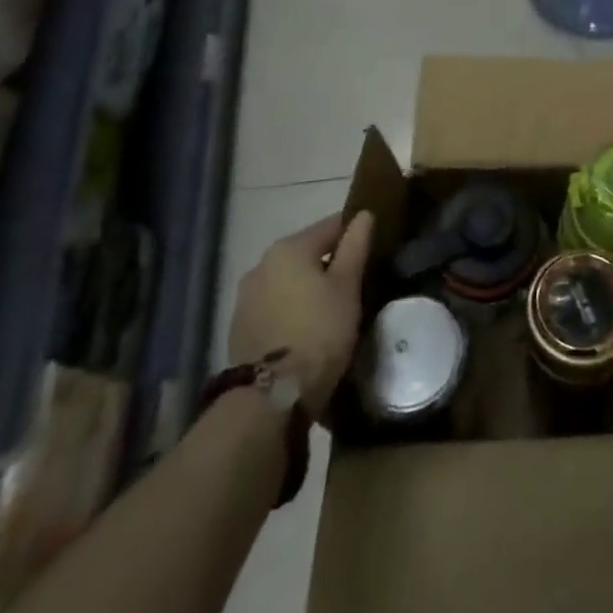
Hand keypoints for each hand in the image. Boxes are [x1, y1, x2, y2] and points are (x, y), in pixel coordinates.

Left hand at [229, 211, 374, 414]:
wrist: (268, 399)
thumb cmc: (318, 333)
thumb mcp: (347, 287)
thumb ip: (356, 246)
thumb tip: (364, 214)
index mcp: (289, 248)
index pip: (331, 226)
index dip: (355, 234)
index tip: (373, 250)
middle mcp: (261, 264)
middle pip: (307, 253)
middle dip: (330, 264)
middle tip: (355, 285)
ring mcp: (246, 298)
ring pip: (289, 281)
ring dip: (308, 288)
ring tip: (332, 310)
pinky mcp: (239, 328)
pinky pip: (275, 306)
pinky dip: (291, 309)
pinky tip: (306, 329)